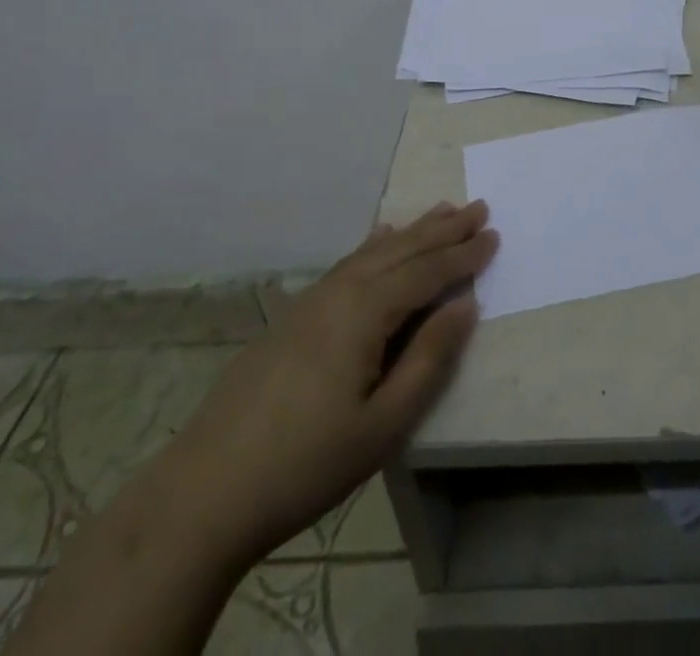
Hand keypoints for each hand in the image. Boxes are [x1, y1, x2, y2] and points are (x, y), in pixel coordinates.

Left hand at [167, 201, 497, 560]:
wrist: (204, 492)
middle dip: (443, 229)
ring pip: (373, 252)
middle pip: (402, 250)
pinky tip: (380, 239)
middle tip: (478, 207)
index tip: (495, 234)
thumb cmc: (305, 464)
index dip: (463, 255)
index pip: (426, 272)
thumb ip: (428, 358)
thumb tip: (466, 304)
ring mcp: (312, 301)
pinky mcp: (293, 317)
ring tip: (442, 212)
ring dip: (413, 231)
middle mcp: (340, 292)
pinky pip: (347, 264)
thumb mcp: (382, 424)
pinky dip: (373, 246)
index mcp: (365, 312)